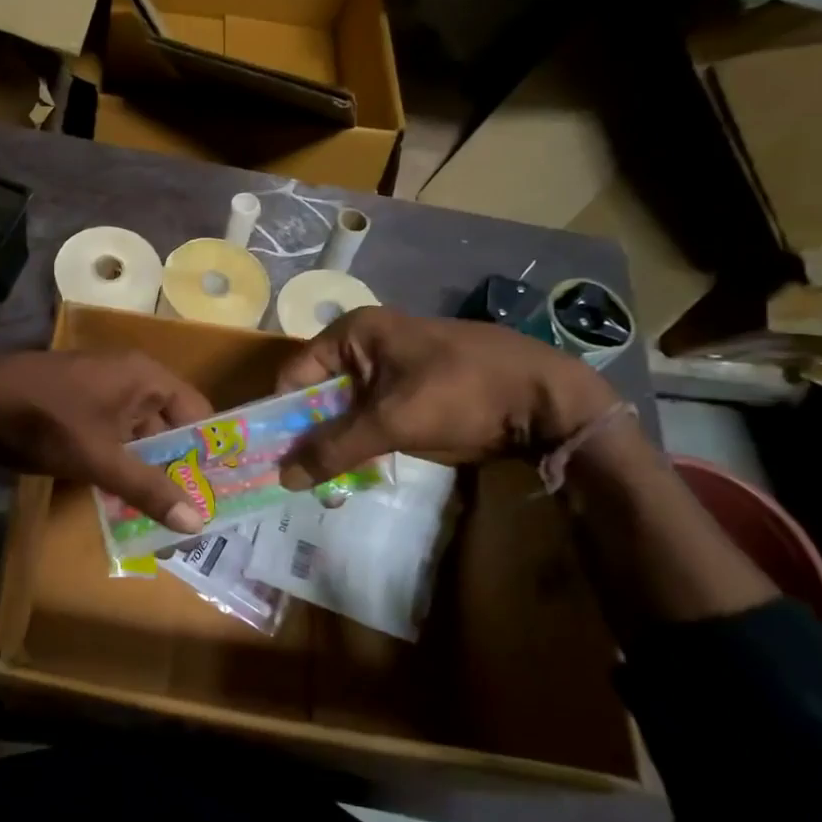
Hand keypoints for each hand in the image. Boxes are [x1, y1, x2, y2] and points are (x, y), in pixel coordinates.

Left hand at [0, 350, 213, 532]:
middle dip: (177, 466)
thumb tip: (197, 524)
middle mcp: (128, 377)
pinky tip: (121, 496)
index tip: (221, 489)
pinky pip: (111, 436)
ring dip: (146, 469)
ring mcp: (99, 390)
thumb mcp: (100, 458)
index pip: (197, 411)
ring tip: (162, 512)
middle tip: (193, 510)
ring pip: (137, 435)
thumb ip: (148, 489)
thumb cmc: (46, 422)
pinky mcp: (76, 406)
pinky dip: (118, 463)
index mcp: (144, 376)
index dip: (209, 449)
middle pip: (168, 424)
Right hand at [274, 308, 619, 487]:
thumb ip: (334, 448)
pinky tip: (354, 476)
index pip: (294, 374)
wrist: (548, 400)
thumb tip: (282, 477)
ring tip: (327, 487)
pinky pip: (368, 420)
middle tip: (300, 481)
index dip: (281, 416)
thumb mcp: (391, 421)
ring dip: (334, 447)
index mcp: (353, 333)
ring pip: (342, 411)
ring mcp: (388, 370)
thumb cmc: (461, 393)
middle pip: (316, 394)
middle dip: (308, 437)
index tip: (273, 458)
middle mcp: (364, 346)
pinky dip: (359, 445)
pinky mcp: (408, 393)